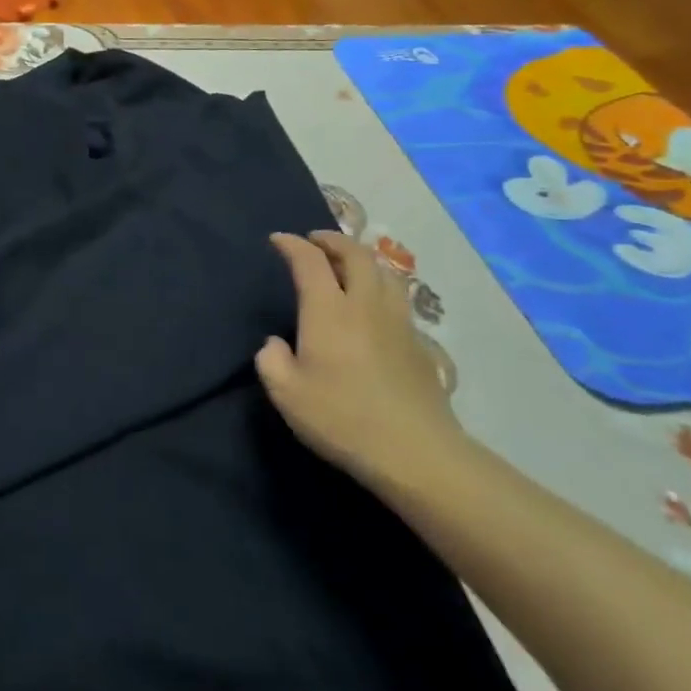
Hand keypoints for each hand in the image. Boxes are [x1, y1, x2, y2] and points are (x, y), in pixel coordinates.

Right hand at [255, 231, 466, 483]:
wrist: (415, 451)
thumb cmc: (341, 418)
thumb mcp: (286, 393)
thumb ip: (271, 360)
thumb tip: (275, 344)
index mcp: (328, 310)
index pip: (310, 261)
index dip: (292, 244)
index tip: (278, 240)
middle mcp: (365, 305)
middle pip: (356, 254)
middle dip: (333, 240)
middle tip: (316, 241)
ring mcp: (398, 322)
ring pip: (385, 272)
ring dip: (363, 259)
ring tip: (348, 265)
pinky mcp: (419, 344)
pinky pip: (399, 299)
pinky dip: (381, 288)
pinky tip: (374, 308)